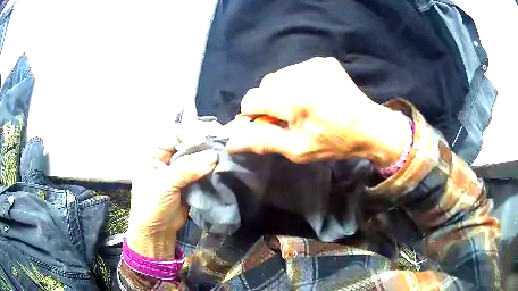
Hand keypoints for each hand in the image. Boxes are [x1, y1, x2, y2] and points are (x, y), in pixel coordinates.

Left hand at [127, 133, 217, 258]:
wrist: (157, 233)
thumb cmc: (152, 206)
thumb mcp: (164, 185)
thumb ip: (187, 169)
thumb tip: (214, 156)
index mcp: (155, 154)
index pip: (174, 134)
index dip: (192, 132)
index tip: (212, 134)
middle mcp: (167, 158)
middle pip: (188, 143)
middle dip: (204, 142)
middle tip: (223, 142)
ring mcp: (179, 171)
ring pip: (197, 157)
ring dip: (210, 155)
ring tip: (226, 152)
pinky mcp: (190, 182)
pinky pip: (202, 171)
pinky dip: (212, 168)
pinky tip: (222, 166)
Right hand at [225, 57, 408, 166]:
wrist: (369, 126)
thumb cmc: (334, 142)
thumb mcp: (297, 149)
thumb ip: (262, 141)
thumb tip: (231, 142)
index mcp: (294, 98)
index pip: (251, 99)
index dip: (253, 115)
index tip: (267, 125)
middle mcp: (301, 74)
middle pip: (265, 85)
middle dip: (270, 103)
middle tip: (289, 119)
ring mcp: (313, 64)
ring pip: (279, 77)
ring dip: (282, 92)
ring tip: (303, 107)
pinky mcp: (323, 61)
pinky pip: (296, 70)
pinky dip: (297, 83)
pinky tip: (313, 95)